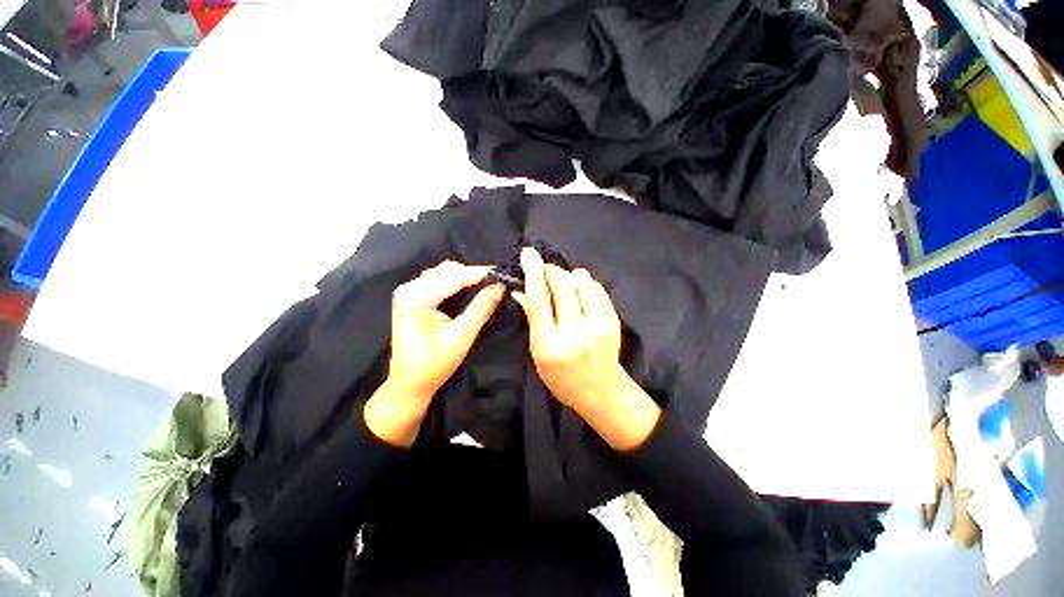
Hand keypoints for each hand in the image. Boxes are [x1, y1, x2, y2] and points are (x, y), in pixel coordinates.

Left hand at [366, 261, 504, 445]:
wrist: (409, 384)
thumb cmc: (434, 364)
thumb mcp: (462, 335)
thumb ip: (482, 307)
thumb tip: (501, 287)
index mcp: (416, 296)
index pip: (454, 276)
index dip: (481, 273)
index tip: (503, 273)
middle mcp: (409, 288)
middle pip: (448, 271)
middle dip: (474, 274)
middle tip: (498, 280)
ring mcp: (409, 292)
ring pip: (443, 274)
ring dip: (465, 277)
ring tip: (488, 283)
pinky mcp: (412, 299)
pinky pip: (438, 282)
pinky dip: (456, 282)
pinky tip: (470, 288)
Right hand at [514, 248, 659, 449]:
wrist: (602, 392)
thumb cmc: (562, 378)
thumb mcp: (538, 354)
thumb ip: (532, 320)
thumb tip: (521, 290)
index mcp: (550, 345)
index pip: (539, 300)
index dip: (533, 273)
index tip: (528, 254)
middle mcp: (575, 332)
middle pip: (562, 283)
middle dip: (550, 271)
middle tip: (545, 274)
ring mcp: (598, 325)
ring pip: (582, 279)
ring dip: (569, 278)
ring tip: (566, 290)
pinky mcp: (613, 319)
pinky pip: (597, 287)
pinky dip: (585, 286)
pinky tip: (581, 298)